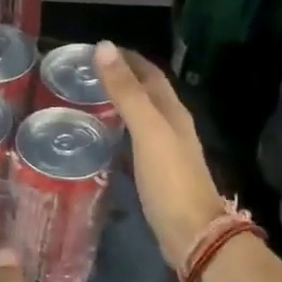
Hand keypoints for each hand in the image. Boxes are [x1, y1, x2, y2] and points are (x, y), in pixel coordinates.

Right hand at [94, 42, 227, 270]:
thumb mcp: (147, 131)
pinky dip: (122, 131)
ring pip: (143, 117)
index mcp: (173, 112)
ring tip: (92, 100)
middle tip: (89, 73)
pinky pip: (138, 142)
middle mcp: (174, 127)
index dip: (128, 59)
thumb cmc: (170, 181)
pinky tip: (106, 138)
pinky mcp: (159, 174)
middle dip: (124, 78)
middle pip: (149, 93)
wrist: (192, 233)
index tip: (98, 49)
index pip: (150, 74)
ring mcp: (168, 152)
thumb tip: (105, 47)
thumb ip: (127, 92)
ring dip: (123, 104)